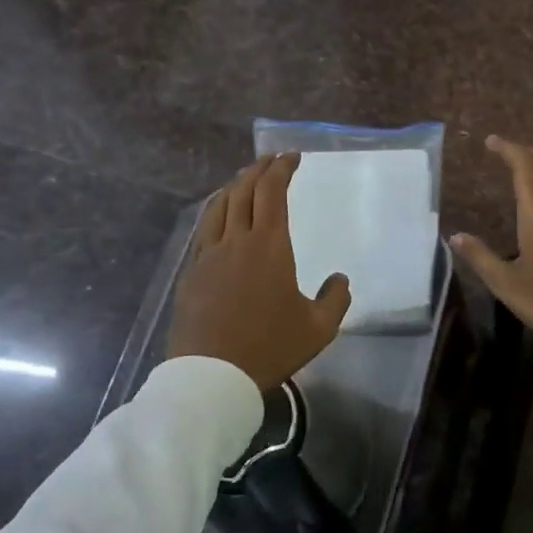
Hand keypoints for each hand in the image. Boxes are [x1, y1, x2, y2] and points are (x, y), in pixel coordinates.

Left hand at [169, 153, 351, 390]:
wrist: (212, 375)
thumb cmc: (269, 348)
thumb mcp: (319, 329)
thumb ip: (335, 299)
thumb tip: (339, 278)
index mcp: (270, 247)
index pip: (273, 193)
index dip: (282, 169)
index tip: (292, 157)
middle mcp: (237, 241)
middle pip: (244, 191)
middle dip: (259, 169)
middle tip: (272, 159)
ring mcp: (209, 255)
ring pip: (219, 206)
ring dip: (234, 186)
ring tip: (245, 178)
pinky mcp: (192, 273)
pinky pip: (204, 230)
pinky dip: (215, 211)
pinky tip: (219, 215)